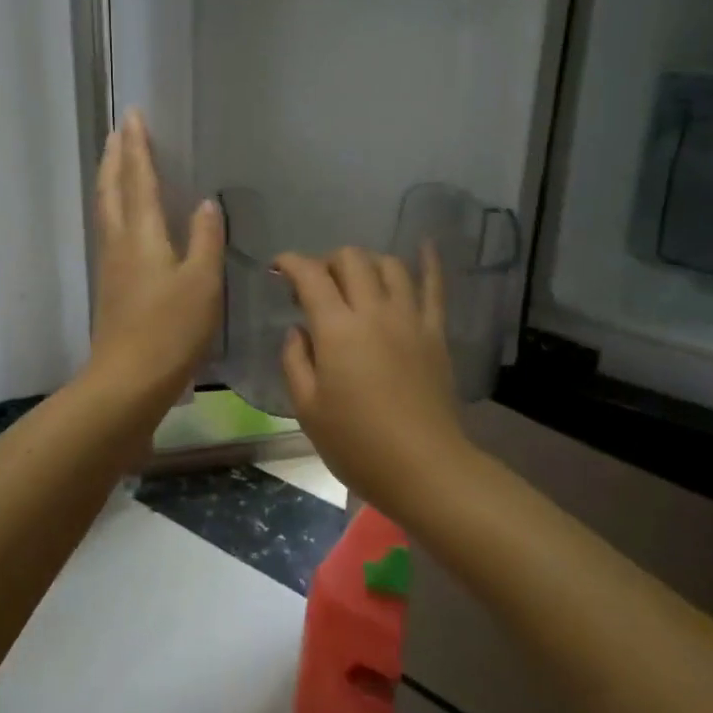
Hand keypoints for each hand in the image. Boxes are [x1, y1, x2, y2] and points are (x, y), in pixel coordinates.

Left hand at [85, 110, 223, 409]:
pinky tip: (124, 217)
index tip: (132, 115)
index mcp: (141, 235)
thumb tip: (205, 203)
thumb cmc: (171, 330)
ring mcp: (111, 265)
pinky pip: (110, 230)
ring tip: (117, 161)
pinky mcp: (112, 285)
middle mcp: (119, 242)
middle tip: (119, 130)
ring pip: (106, 209)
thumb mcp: (201, 283)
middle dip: (116, 156)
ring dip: (111, 179)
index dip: (137, 147)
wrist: (129, 380)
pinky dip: (114, 207)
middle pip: (112, 189)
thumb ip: (204, 239)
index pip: (138, 180)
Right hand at [274, 245, 471, 510]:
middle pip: (351, 259)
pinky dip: (428, 262)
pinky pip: (434, 287)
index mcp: (337, 328)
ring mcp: (410, 318)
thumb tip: (297, 331)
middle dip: (327, 261)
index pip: (311, 275)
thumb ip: (295, 361)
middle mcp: (374, 311)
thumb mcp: (307, 408)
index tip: (278, 269)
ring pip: (389, 265)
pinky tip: (424, 244)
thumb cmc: (356, 443)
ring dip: (367, 263)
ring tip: (356, 280)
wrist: (423, 467)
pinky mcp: (435, 332)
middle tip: (316, 286)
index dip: (290, 263)